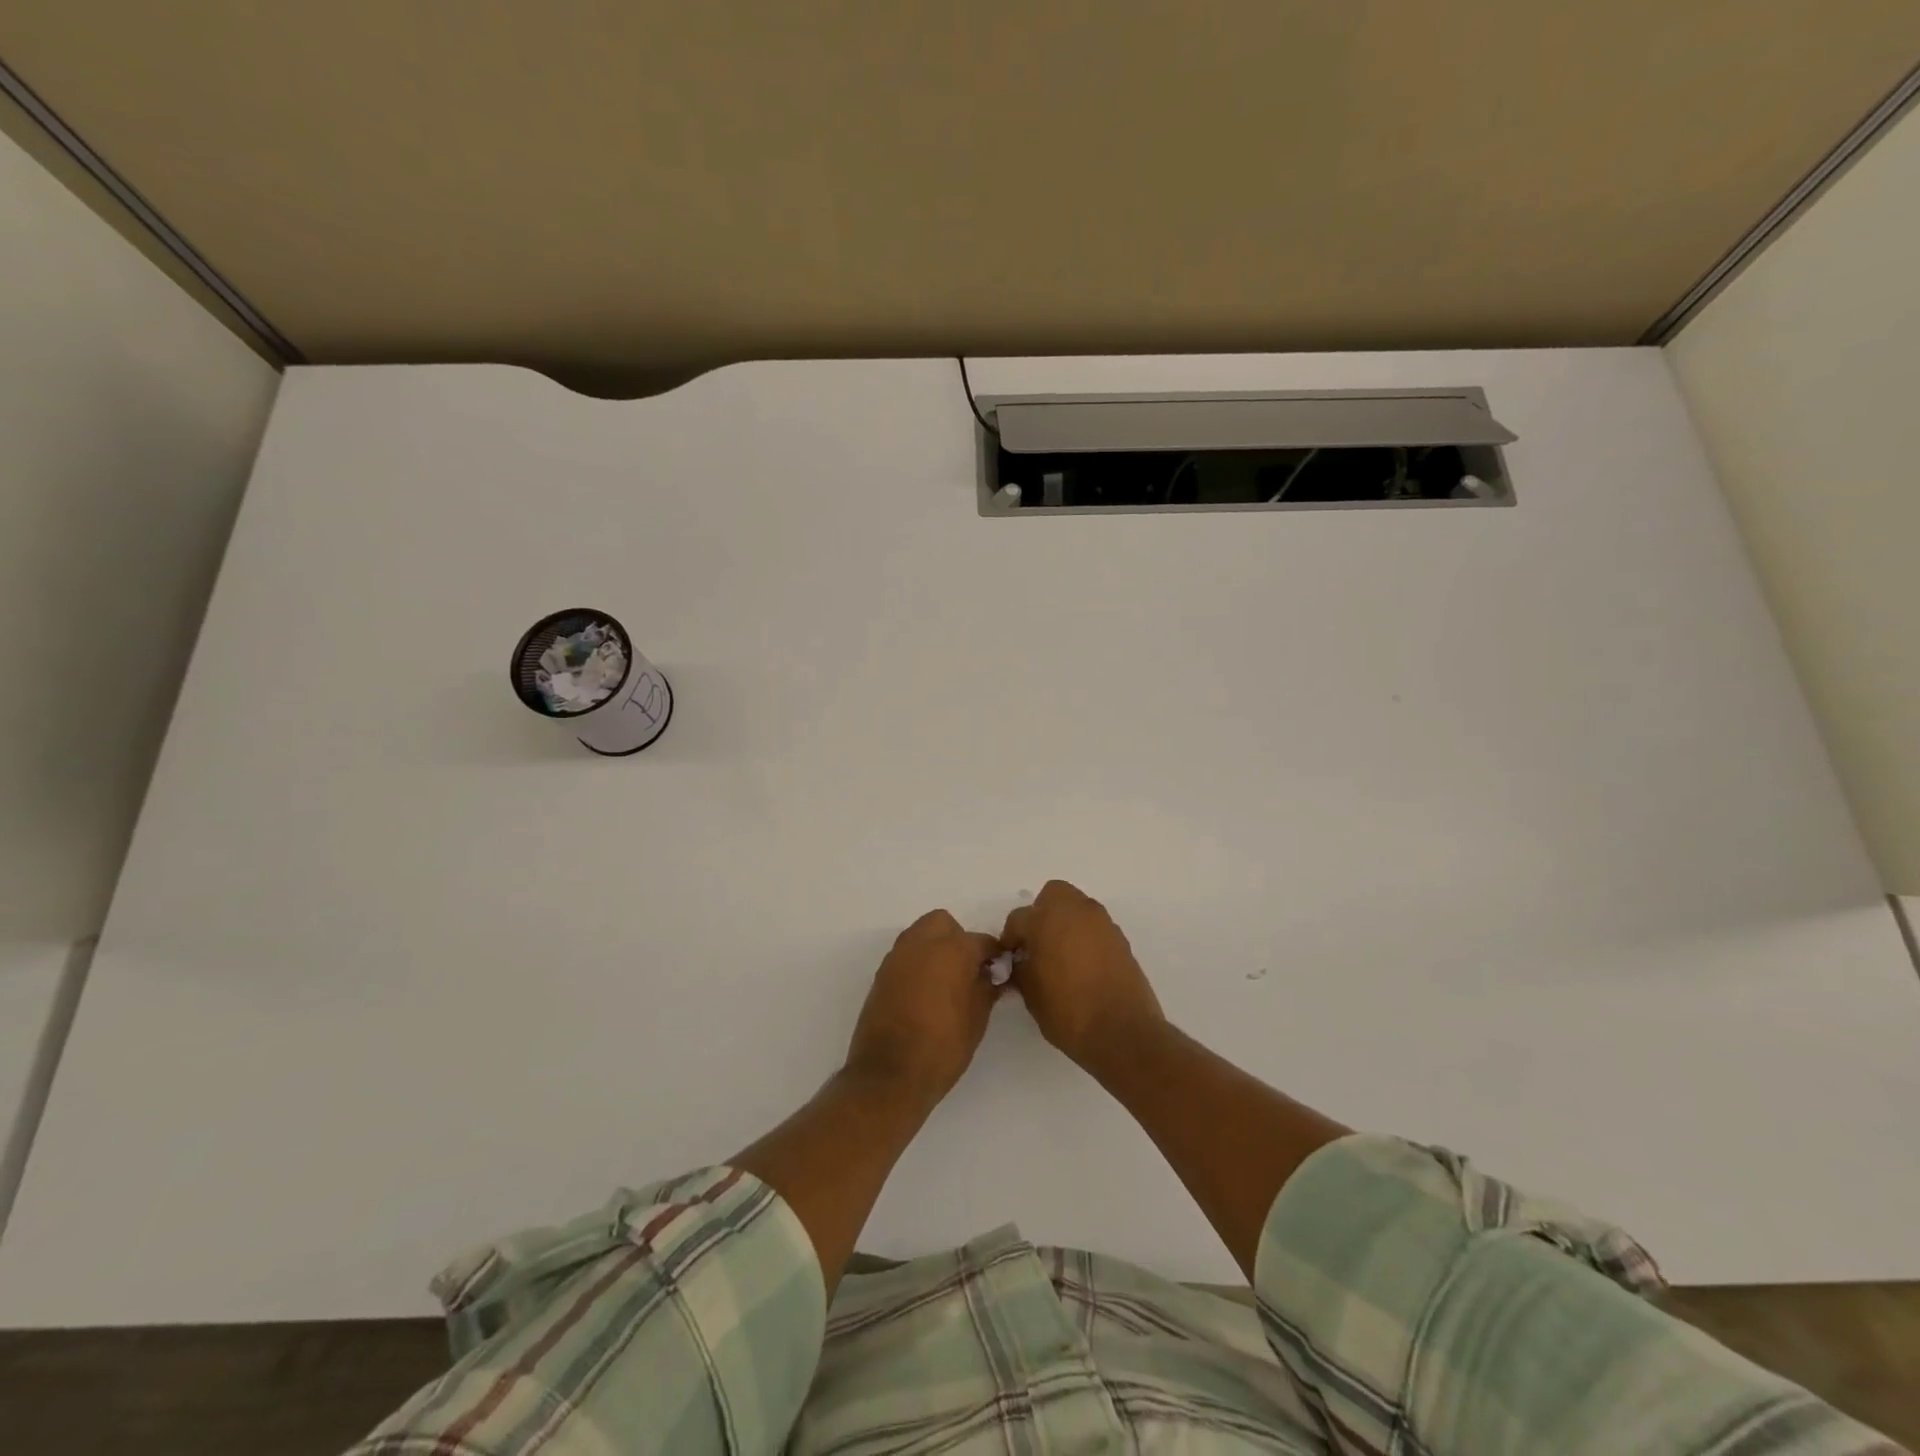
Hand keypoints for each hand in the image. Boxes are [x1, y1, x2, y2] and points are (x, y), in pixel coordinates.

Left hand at [845, 910, 1001, 1108]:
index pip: (982, 941)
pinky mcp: (882, 973)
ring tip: (946, 981)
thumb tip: (994, 975)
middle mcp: (922, 943)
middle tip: (968, 970)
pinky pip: (905, 955)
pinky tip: (925, 992)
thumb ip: (987, 988)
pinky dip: (918, 963)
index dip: (994, 955)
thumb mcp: (977, 1019)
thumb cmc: (942, 1047)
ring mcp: (898, 956)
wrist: (889, 1074)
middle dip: (958, 939)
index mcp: (952, 950)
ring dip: (936, 947)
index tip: (999, 971)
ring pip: (921, 935)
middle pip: (944, 924)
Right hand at [1001, 880, 1164, 1074]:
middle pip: (1052, 895)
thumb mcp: (1031, 994)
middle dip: (1041, 913)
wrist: (1122, 1032)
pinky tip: (1082, 965)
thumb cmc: (1068, 1012)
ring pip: (1077, 907)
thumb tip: (1020, 962)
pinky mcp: (1120, 938)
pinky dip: (1085, 936)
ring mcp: (1101, 923)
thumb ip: (1021, 969)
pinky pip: (1095, 926)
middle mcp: (1075, 911)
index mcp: (1046, 920)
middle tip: (1037, 943)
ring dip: (1065, 922)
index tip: (1010, 957)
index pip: (1018, 918)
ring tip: (1061, 955)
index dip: (1010, 938)